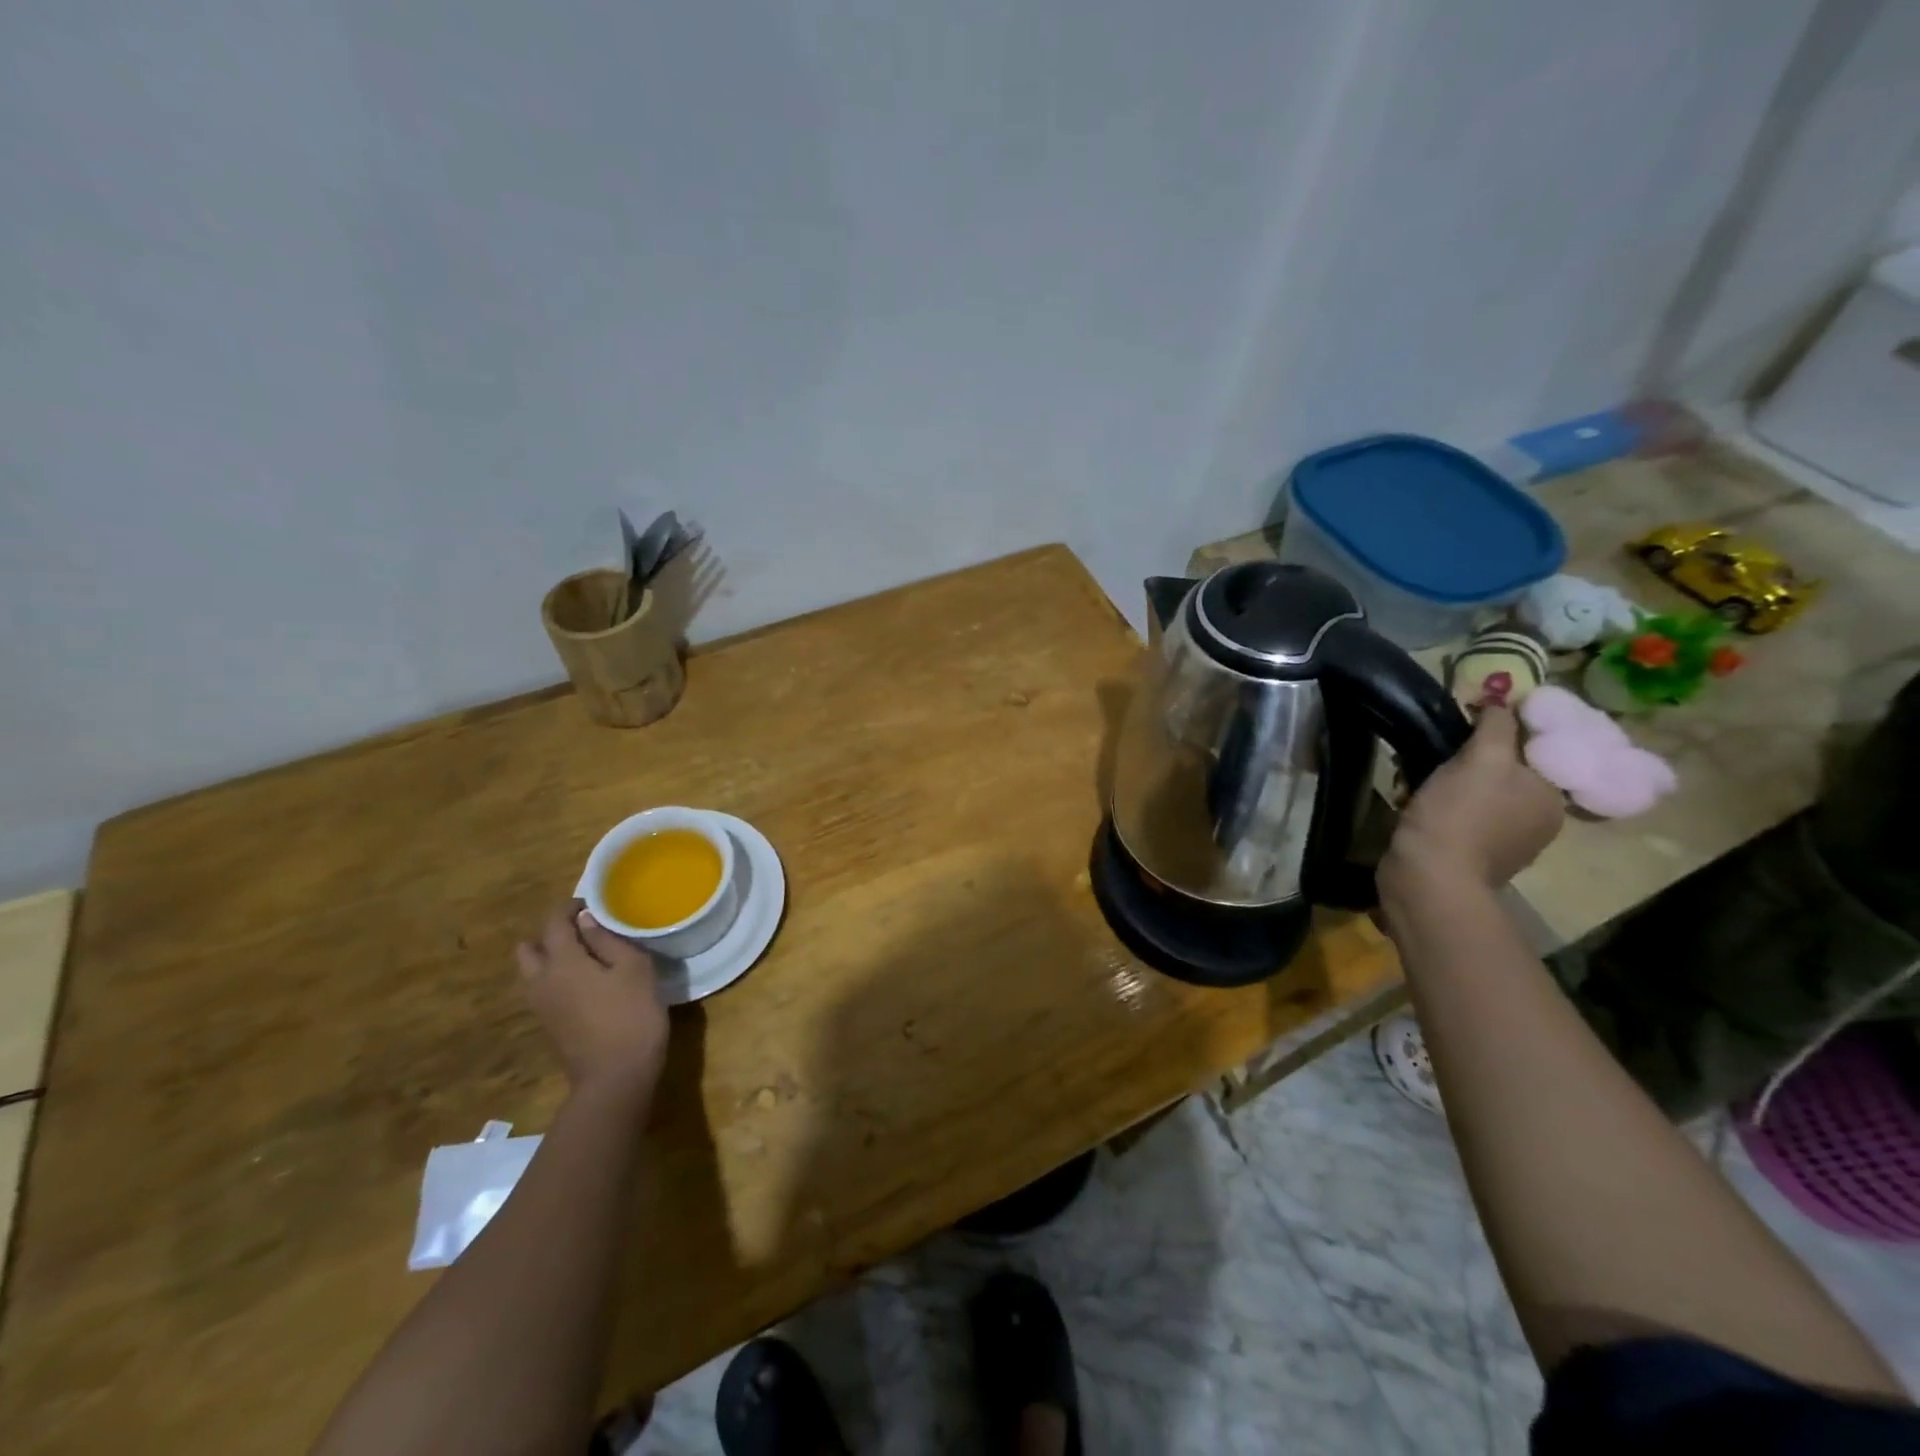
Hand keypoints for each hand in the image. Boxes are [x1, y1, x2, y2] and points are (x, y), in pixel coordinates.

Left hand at [517, 902, 668, 1100]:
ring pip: (533, 971)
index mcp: (561, 962)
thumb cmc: (631, 1015)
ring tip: (588, 956)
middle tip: (585, 931)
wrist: (615, 1078)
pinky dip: (557, 977)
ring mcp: (541, 1007)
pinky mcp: (550, 1025)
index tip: (594, 903)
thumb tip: (587, 921)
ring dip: (552, 957)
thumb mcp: (633, 969)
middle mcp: (541, 981)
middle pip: (530, 947)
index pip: (553, 922)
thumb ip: (608, 940)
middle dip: (552, 933)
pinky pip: (543, 989)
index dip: (570, 907)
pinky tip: (588, 983)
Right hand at [1383, 705, 1564, 894]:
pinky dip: (1438, 805)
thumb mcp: (1481, 760)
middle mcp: (1536, 819)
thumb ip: (1497, 725)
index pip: (1533, 746)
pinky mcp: (1468, 855)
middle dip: (1469, 755)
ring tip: (1414, 774)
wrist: (1428, 878)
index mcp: (1550, 796)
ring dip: (1448, 779)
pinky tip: (1414, 803)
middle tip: (1435, 747)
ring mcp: (1503, 841)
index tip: (1466, 718)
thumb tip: (1503, 695)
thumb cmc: (1459, 814)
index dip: (1502, 728)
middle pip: (1503, 769)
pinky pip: (1458, 815)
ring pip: (1477, 791)